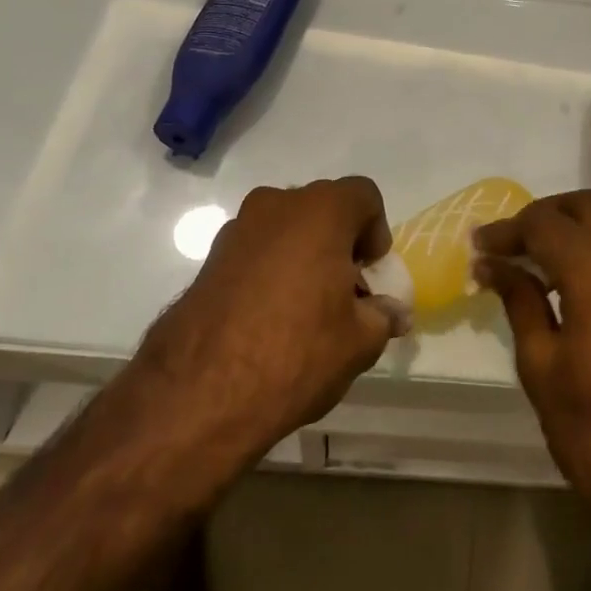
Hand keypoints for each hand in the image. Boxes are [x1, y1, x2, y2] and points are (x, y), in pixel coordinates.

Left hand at [118, 178, 402, 493]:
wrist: (198, 395)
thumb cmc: (296, 353)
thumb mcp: (359, 341)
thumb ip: (382, 316)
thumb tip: (392, 313)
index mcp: (320, 211)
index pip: (363, 195)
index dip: (376, 231)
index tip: (370, 275)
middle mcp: (276, 206)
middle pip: (323, 209)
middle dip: (340, 243)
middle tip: (345, 293)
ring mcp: (236, 230)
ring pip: (286, 229)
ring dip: (304, 256)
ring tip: (306, 311)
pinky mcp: (208, 260)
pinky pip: (256, 251)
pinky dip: (271, 271)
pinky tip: (270, 319)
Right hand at [474, 191, 590, 542]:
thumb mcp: (542, 367)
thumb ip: (519, 302)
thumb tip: (492, 265)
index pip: (544, 223)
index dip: (506, 230)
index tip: (477, 248)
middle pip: (584, 206)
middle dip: (541, 216)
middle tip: (507, 246)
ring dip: (570, 231)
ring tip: (532, 264)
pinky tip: (568, 285)